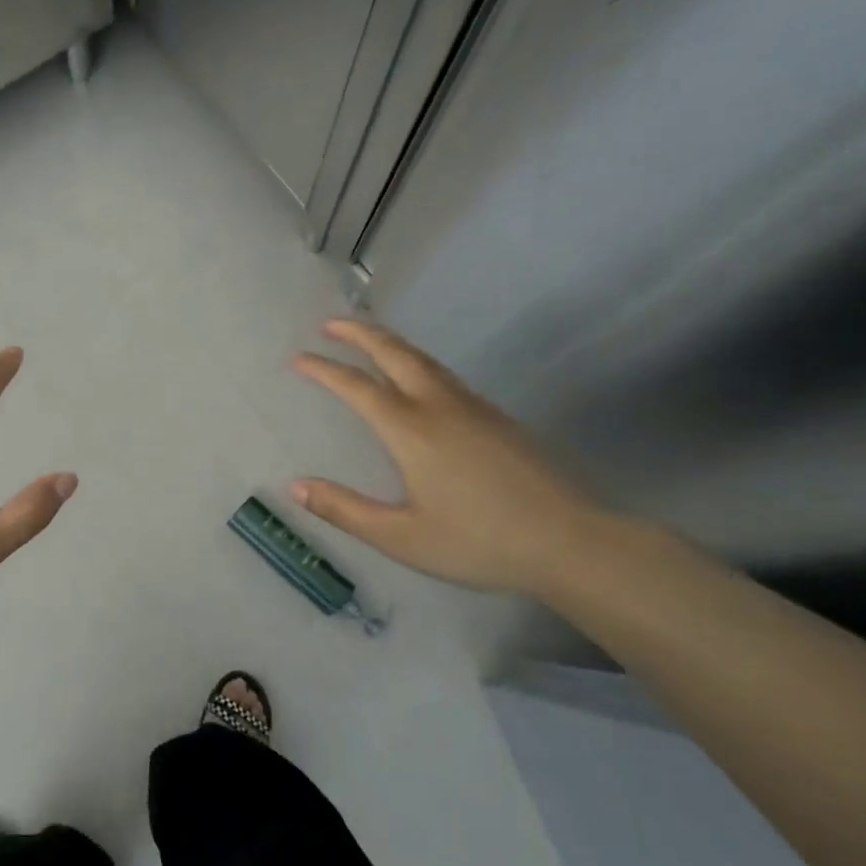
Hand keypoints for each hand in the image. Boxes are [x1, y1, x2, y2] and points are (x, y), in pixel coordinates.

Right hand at [290, 319, 605, 595]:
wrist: (569, 541)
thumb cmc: (478, 542)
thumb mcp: (401, 536)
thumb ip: (345, 510)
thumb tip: (296, 486)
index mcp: (411, 431)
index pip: (357, 387)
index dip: (324, 369)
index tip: (298, 357)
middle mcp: (440, 406)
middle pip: (395, 354)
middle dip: (360, 333)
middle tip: (330, 323)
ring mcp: (473, 407)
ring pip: (424, 359)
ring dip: (390, 343)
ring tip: (367, 339)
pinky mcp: (496, 418)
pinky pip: (445, 374)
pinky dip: (416, 361)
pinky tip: (416, 377)